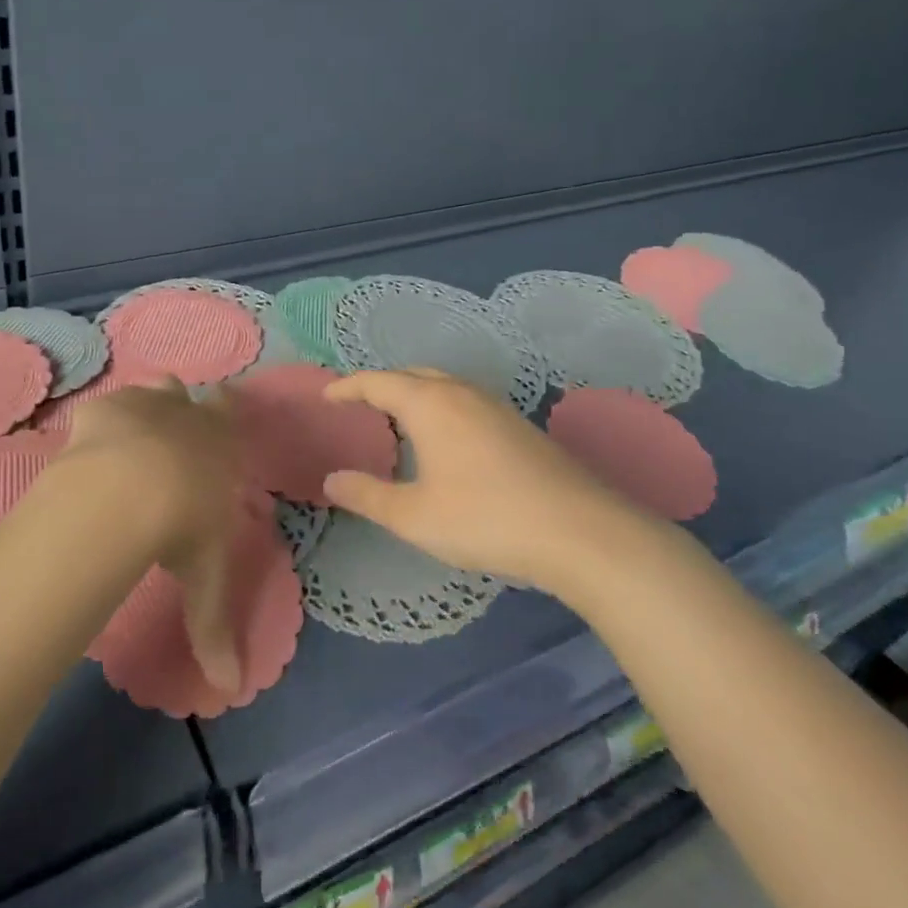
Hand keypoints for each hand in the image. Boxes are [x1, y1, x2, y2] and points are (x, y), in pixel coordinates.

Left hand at [62, 379, 243, 690]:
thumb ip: (214, 628)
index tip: (221, 416)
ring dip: (146, 407)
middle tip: (171, 441)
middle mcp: (186, 412)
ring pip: (151, 391)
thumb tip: (230, 690)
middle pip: (187, 394)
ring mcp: (143, 404)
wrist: (130, 489)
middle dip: (182, 411)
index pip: (231, 410)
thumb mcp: (205, 576)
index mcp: (221, 441)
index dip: (227, 410)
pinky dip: (100, 423)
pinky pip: (104, 408)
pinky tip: (89, 448)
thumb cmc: (184, 525)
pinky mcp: (101, 409)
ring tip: (132, 440)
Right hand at [321, 368, 665, 592]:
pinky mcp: (521, 427)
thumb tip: (331, 479)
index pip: (378, 382)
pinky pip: (467, 403)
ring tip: (399, 421)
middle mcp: (463, 394)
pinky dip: (442, 409)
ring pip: (445, 387)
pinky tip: (447, 442)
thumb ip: (367, 495)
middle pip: (413, 375)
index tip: (327, 396)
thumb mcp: (414, 516)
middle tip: (361, 405)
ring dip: (416, 395)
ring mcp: (497, 407)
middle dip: (383, 385)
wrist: (580, 532)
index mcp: (430, 404)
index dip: (348, 387)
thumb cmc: (484, 519)